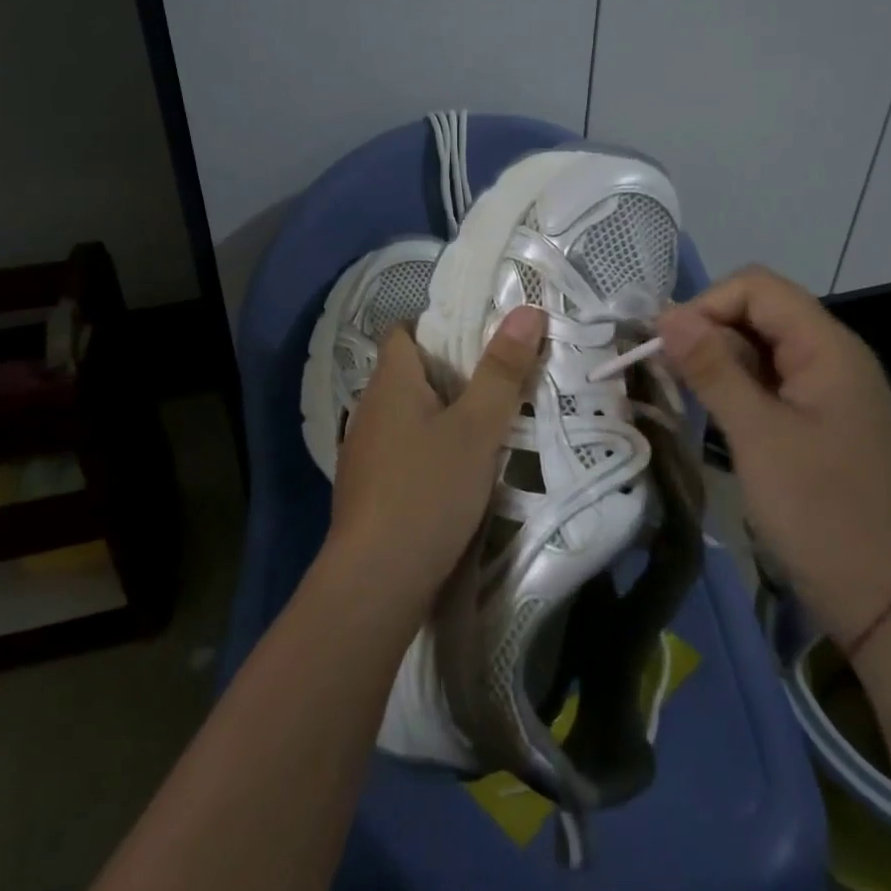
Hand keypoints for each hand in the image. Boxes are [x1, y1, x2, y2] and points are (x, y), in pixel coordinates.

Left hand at [327, 305, 547, 616]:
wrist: (376, 580)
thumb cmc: (428, 490)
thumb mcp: (477, 428)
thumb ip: (502, 370)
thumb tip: (527, 310)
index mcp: (389, 383)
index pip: (403, 332)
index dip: (438, 326)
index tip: (480, 336)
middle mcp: (369, 409)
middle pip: (408, 373)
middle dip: (450, 372)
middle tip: (498, 379)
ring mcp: (363, 452)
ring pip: (407, 415)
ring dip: (441, 414)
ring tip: (485, 424)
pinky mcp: (368, 489)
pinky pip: (402, 451)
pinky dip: (428, 449)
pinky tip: (455, 472)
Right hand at [656, 265, 890, 642]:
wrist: (884, 598)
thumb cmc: (821, 511)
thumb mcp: (758, 435)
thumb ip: (712, 368)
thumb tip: (665, 314)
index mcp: (826, 347)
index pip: (756, 288)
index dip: (706, 305)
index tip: (666, 347)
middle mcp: (827, 355)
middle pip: (756, 312)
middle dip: (706, 331)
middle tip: (665, 373)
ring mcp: (821, 389)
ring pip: (756, 347)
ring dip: (714, 360)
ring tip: (679, 392)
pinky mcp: (812, 419)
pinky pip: (765, 381)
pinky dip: (731, 386)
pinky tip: (707, 411)